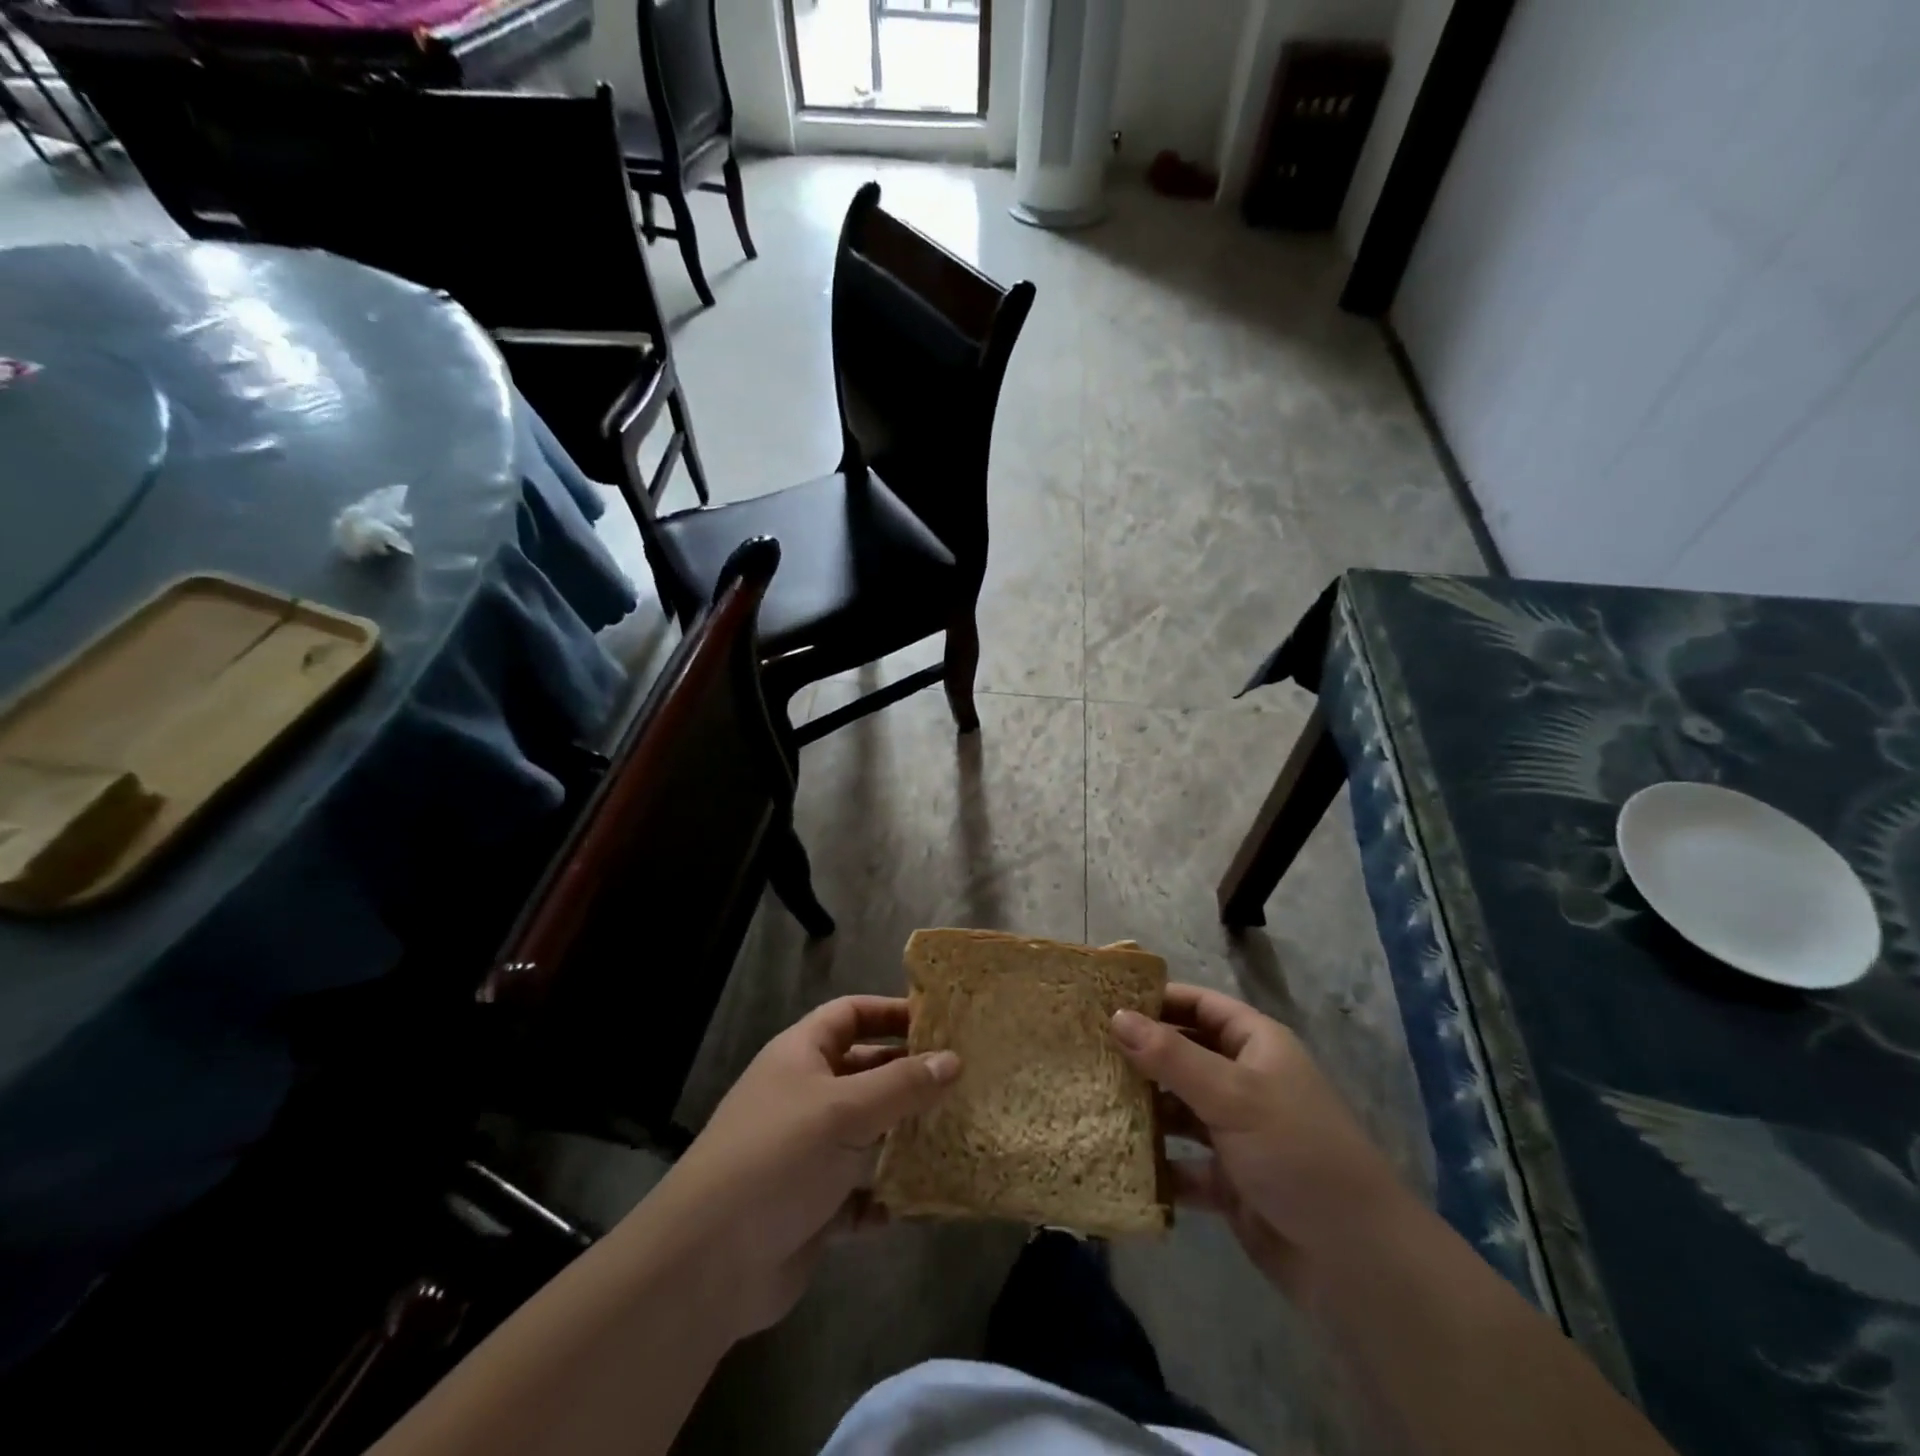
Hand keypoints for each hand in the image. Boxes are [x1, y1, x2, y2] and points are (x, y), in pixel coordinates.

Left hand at [636, 996, 958, 1340]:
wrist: (709, 1263)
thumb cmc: (779, 1157)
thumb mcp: (846, 1110)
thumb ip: (903, 1084)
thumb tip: (953, 1060)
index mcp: (801, 1056)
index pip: (850, 1014)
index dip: (890, 1012)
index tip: (938, 1022)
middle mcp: (803, 1096)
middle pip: (863, 1072)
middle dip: (907, 1076)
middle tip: (961, 1080)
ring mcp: (806, 1153)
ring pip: (866, 1134)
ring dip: (902, 1138)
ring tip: (953, 1135)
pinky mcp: (811, 1206)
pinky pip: (859, 1192)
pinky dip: (883, 1196)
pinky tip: (912, 1201)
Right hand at [1111, 984, 1409, 1293]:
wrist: (1356, 1261)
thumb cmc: (1296, 1152)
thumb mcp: (1232, 1095)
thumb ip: (1171, 1056)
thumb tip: (1115, 1016)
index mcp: (1256, 1046)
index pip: (1200, 1005)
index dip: (1158, 999)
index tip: (1106, 1000)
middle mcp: (1245, 1081)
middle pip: (1184, 1055)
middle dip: (1141, 1054)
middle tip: (1086, 1050)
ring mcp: (1237, 1132)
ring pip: (1179, 1108)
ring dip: (1144, 1108)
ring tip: (1091, 1100)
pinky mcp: (1229, 1180)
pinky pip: (1182, 1162)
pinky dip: (1157, 1162)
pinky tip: (1117, 1158)